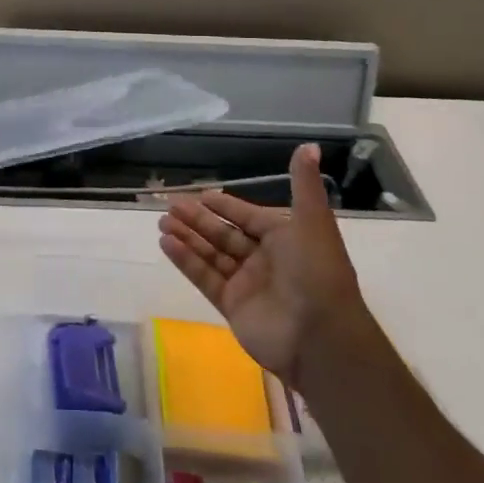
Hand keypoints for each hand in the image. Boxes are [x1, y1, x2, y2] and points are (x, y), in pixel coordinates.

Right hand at [156, 143, 366, 379]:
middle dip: (198, 220)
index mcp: (284, 238)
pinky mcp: (232, 306)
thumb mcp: (313, 222)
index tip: (201, 195)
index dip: (225, 206)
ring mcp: (247, 285)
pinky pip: (205, 278)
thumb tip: (309, 145)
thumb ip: (303, 185)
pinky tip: (167, 244)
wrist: (321, 337)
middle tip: (170, 205)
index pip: (248, 217)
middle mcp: (264, 260)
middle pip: (224, 235)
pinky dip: (186, 260)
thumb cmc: (317, 272)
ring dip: (188, 237)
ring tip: (162, 222)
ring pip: (211, 254)